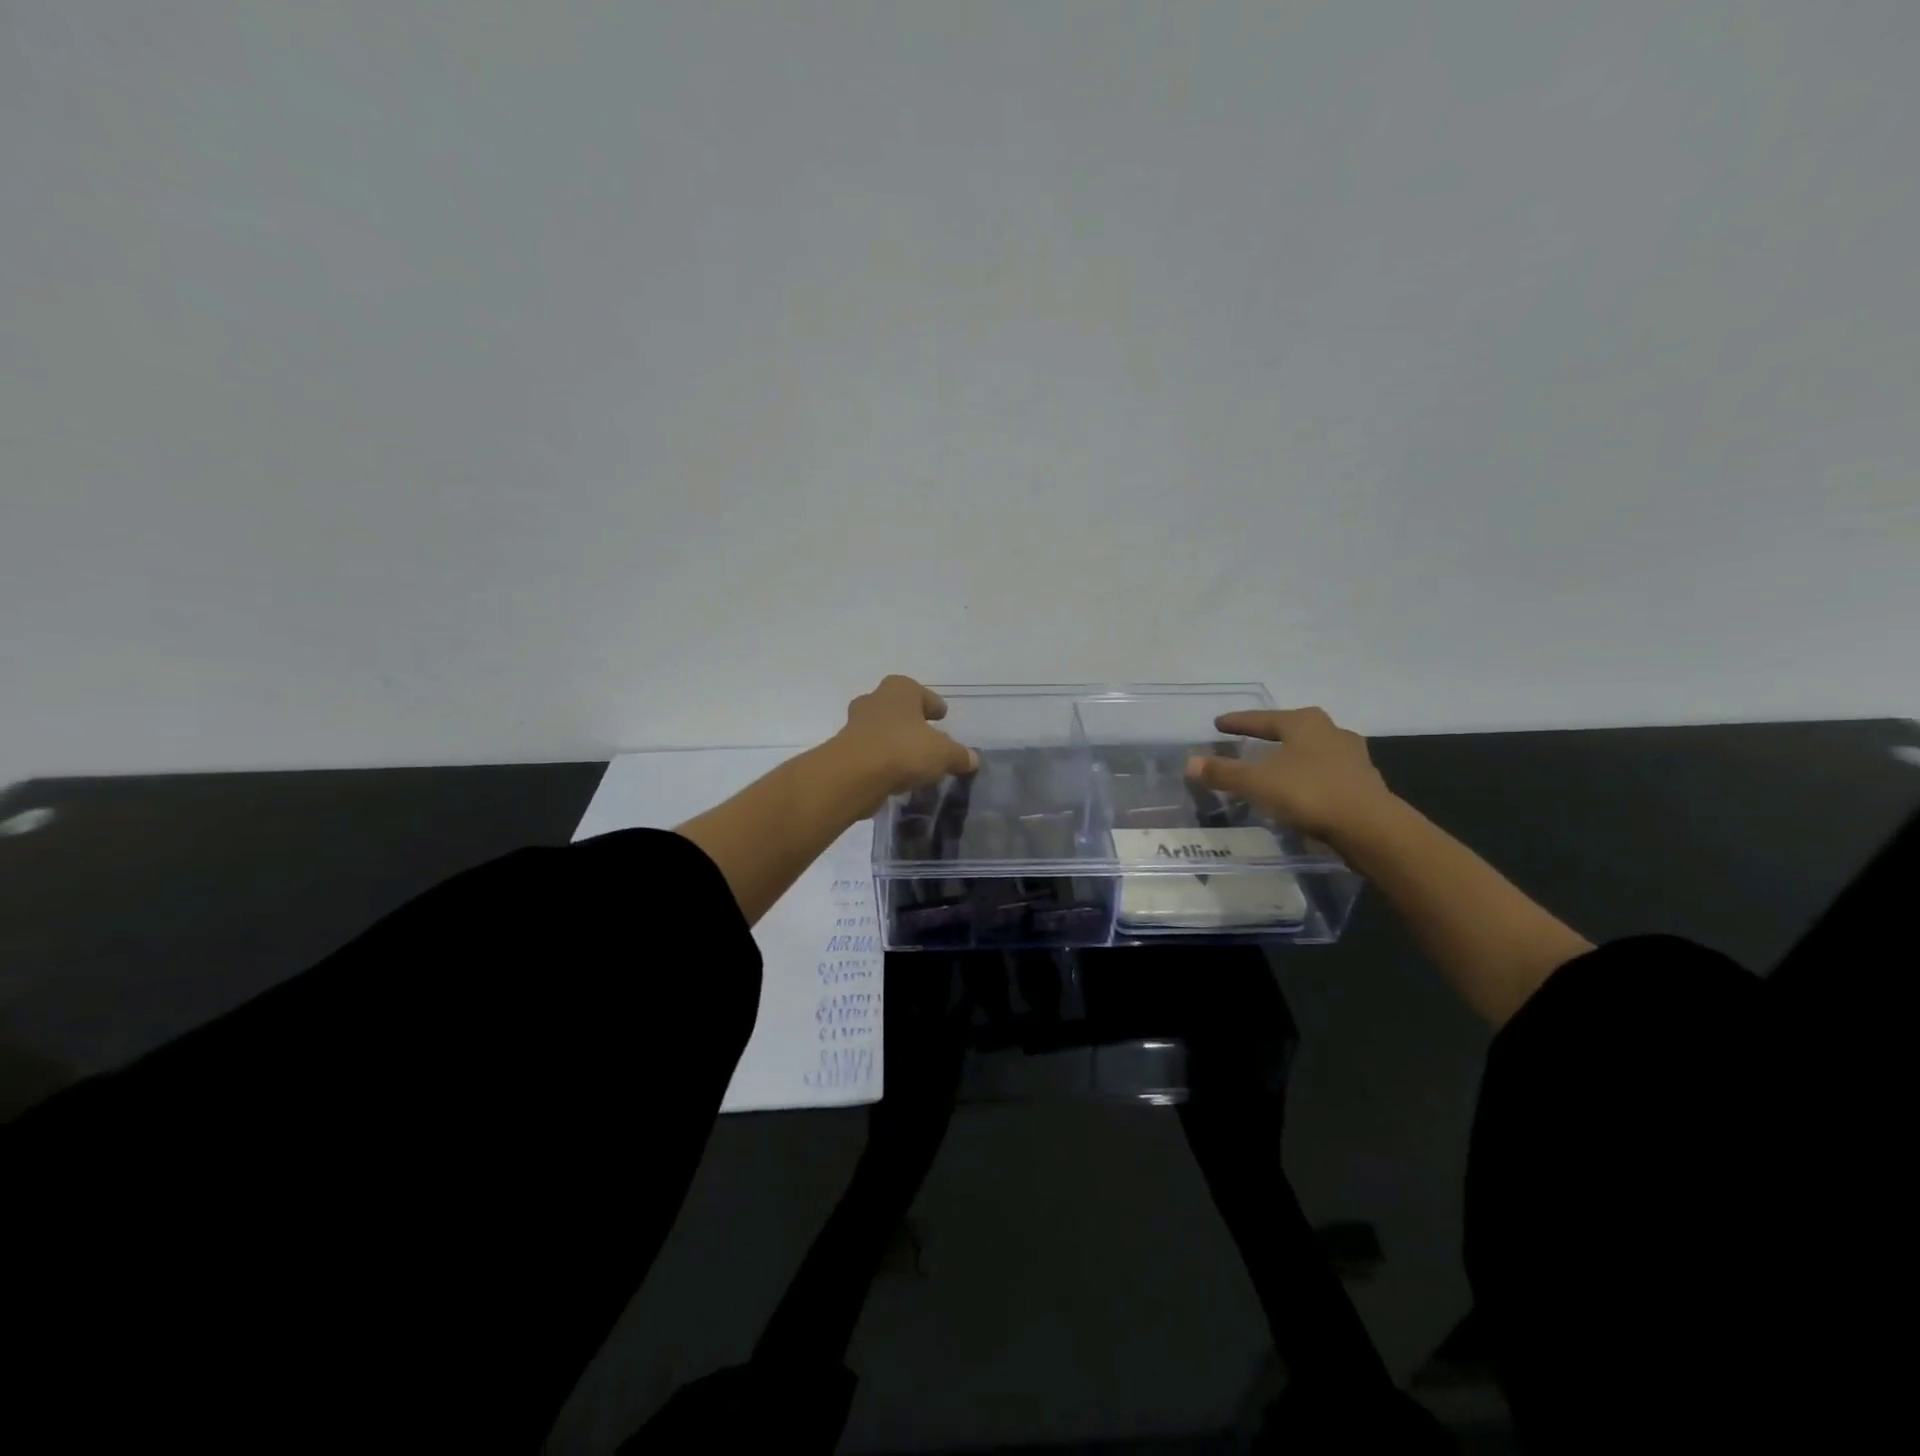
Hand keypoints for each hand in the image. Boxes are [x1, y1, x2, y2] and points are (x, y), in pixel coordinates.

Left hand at [831, 675, 977, 810]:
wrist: (854, 775)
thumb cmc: (903, 750)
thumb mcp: (943, 754)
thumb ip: (959, 755)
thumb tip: (972, 759)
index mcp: (900, 690)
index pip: (922, 693)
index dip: (933, 705)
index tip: (941, 717)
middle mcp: (875, 700)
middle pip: (898, 709)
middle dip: (911, 722)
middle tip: (926, 737)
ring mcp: (855, 724)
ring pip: (882, 730)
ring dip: (895, 742)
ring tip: (913, 761)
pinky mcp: (845, 750)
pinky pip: (871, 752)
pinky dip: (883, 761)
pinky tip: (896, 776)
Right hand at [1185, 706, 1394, 841]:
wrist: (1370, 828)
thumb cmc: (1309, 793)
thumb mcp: (1256, 783)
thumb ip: (1222, 773)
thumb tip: (1189, 763)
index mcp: (1303, 723)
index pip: (1262, 719)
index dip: (1238, 722)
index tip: (1219, 724)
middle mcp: (1330, 731)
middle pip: (1291, 729)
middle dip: (1270, 735)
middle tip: (1249, 740)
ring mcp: (1352, 757)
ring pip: (1312, 751)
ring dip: (1292, 757)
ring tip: (1275, 766)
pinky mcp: (1363, 783)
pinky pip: (1326, 774)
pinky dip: (1308, 778)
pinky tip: (1300, 790)